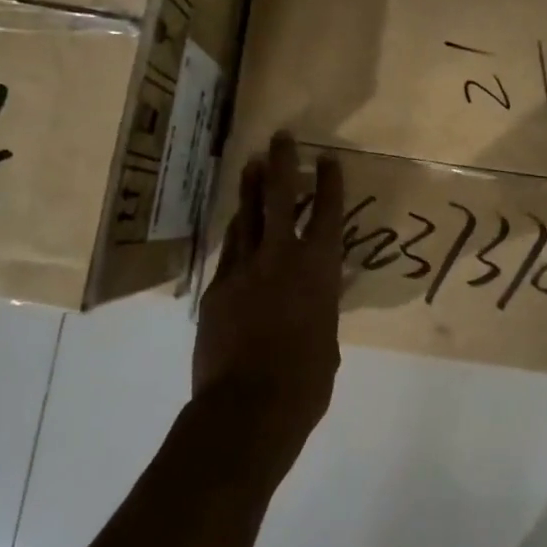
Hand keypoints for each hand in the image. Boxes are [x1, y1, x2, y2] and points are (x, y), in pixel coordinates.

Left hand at [193, 133, 344, 464]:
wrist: (247, 408)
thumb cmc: (305, 382)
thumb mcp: (327, 343)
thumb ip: (321, 313)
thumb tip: (316, 307)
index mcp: (318, 271)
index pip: (327, 214)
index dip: (329, 183)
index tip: (327, 158)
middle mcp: (280, 259)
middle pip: (279, 198)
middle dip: (282, 164)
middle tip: (281, 137)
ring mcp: (243, 270)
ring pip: (247, 218)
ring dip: (251, 190)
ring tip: (251, 165)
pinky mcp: (217, 289)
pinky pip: (229, 250)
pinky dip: (236, 233)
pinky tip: (236, 224)